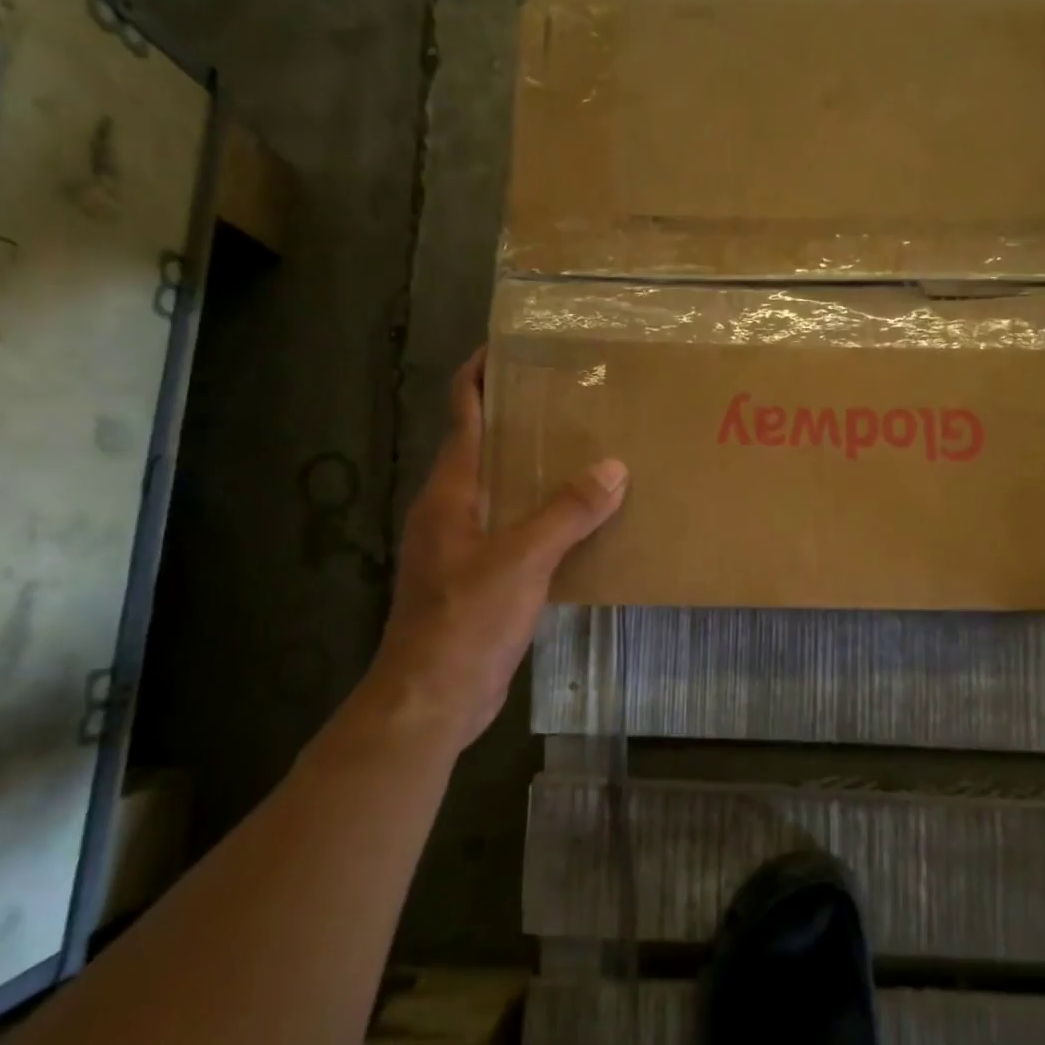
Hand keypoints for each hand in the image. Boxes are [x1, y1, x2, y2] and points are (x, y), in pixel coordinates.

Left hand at [357, 350, 626, 753]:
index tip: (512, 345)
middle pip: (484, 445)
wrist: (431, 699)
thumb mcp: (522, 560)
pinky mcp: (480, 576)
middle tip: (572, 397)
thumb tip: (613, 467)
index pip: (462, 413)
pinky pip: (516, 527)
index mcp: (451, 491)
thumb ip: (567, 512)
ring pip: (503, 489)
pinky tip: (582, 519)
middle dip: (520, 417)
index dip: (480, 374)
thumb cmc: (466, 619)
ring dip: (535, 467)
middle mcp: (452, 508)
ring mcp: (463, 544)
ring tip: (586, 449)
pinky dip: (544, 513)